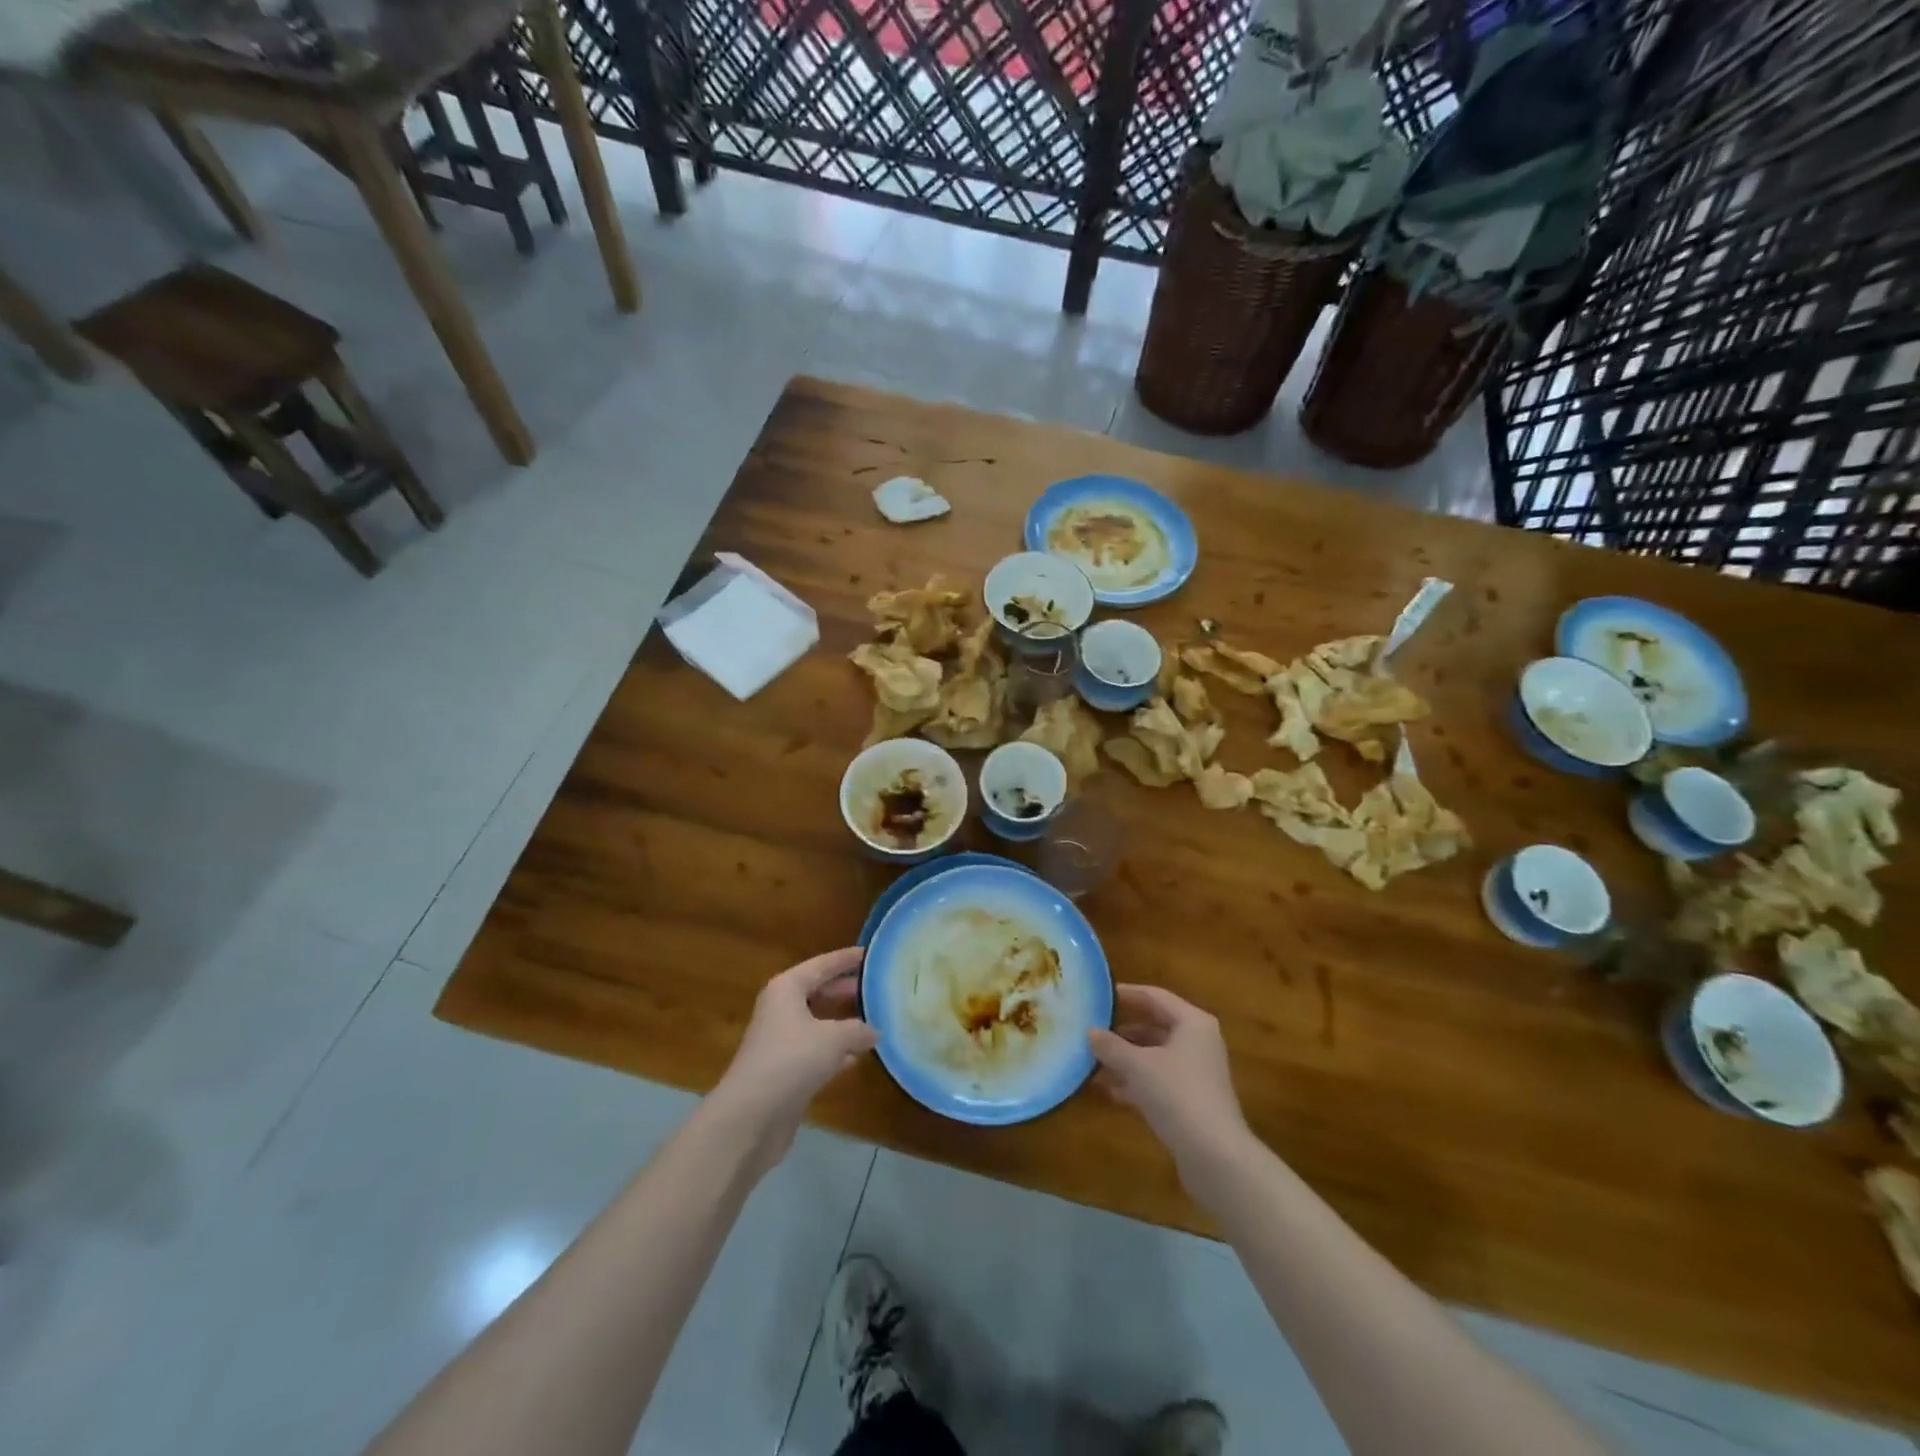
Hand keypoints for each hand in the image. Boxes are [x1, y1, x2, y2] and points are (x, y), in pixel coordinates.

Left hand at [713, 948, 877, 1171]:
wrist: (750, 1116)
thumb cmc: (792, 1060)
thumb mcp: (834, 1039)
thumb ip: (859, 1029)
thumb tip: (875, 1031)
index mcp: (787, 989)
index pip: (822, 964)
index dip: (847, 959)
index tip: (871, 953)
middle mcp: (781, 1009)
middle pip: (819, 991)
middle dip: (847, 990)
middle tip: (879, 987)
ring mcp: (781, 1041)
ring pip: (819, 1023)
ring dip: (844, 1023)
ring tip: (876, 1019)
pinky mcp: (785, 1071)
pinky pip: (817, 1051)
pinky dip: (837, 1051)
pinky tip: (859, 1056)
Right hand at [1089, 985, 1249, 1174]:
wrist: (1215, 1156)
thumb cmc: (1177, 1095)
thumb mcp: (1137, 1066)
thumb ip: (1111, 1046)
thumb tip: (1089, 1031)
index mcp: (1192, 1023)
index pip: (1154, 996)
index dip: (1126, 994)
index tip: (1098, 995)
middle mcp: (1198, 1042)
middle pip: (1154, 1026)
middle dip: (1121, 1031)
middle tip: (1090, 1030)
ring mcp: (1196, 1072)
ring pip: (1154, 1055)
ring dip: (1125, 1059)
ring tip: (1092, 1062)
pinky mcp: (1192, 1100)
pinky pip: (1158, 1080)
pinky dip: (1136, 1081)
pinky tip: (1109, 1090)